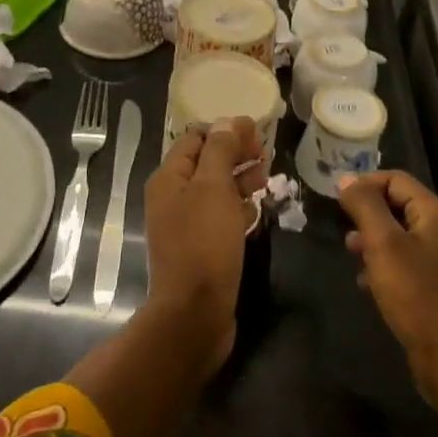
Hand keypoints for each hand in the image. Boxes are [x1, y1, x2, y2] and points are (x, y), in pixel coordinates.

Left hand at [142, 118, 267, 371]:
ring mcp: (186, 224)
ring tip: (268, 175)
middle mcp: (172, 197)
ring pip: (215, 190)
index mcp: (169, 177)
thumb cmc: (203, 243)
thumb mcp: (213, 188)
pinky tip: (256, 208)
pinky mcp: (200, 248)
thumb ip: (220, 150)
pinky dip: (237, 207)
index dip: (225, 130)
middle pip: (206, 162)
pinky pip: (219, 217)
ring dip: (240, 178)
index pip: (195, 138)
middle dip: (235, 153)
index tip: (256, 131)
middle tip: (266, 152)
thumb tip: (227, 121)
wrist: (194, 314)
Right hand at [338, 171, 437, 404]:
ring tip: (354, 259)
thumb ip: (365, 206)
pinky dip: (391, 268)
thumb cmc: (417, 297)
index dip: (366, 184)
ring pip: (407, 240)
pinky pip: (415, 267)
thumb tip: (348, 179)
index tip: (339, 202)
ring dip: (378, 244)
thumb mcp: (383, 245)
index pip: (397, 180)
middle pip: (402, 208)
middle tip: (346, 235)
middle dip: (370, 217)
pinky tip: (372, 287)